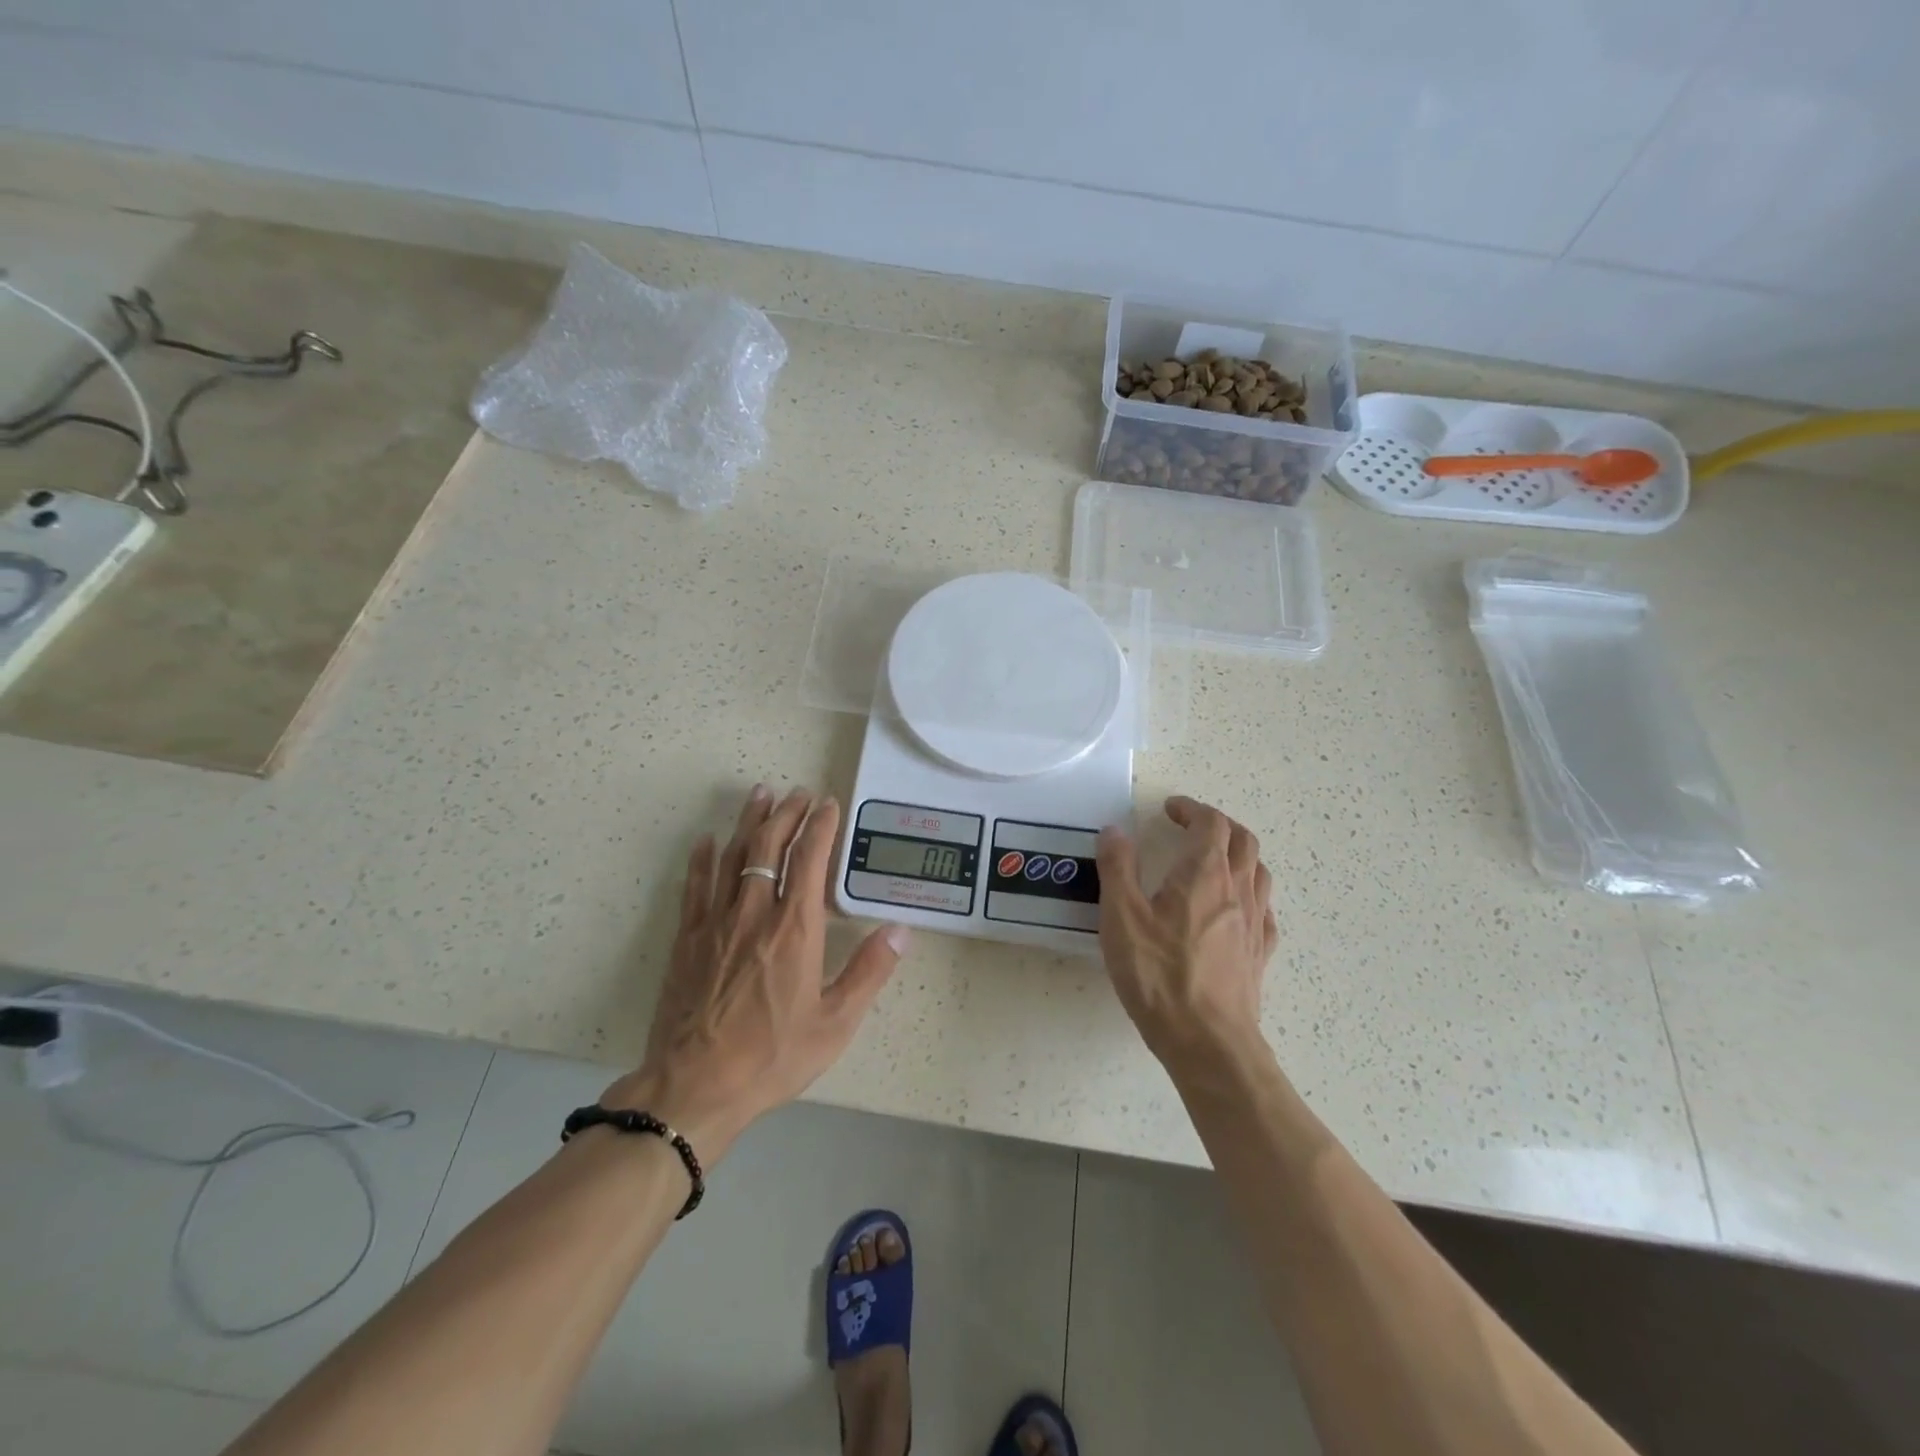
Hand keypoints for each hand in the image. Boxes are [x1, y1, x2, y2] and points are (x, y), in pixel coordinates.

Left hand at [603, 785, 907, 1158]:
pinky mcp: (688, 939)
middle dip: (786, 814)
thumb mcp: (835, 1022)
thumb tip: (901, 930)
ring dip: (748, 821)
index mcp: (794, 928)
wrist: (695, 1086)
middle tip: (798, 792)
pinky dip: (702, 859)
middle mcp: (754, 912)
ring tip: (761, 795)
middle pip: (768, 846)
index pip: (809, 859)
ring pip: (732, 855)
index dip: (820, 826)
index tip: (828, 804)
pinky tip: (707, 840)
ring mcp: (716, 922)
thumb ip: (869, 971)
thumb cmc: (773, 1055)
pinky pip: (695, 886)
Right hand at [1096, 796, 1277, 1073]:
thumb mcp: (1121, 918)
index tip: (1170, 809)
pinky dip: (1249, 894)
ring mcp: (1254, 924)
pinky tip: (1234, 908)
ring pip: (1259, 872)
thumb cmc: (1160, 975)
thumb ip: (1116, 868)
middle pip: (1243, 840)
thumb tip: (1114, 831)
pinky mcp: (1259, 955)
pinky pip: (1263, 910)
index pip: (1211, 823)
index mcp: (1204, 874)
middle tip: (1190, 827)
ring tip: (1213, 861)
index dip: (1192, 809)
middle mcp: (1237, 890)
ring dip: (1238, 855)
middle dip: (1218, 824)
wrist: (1209, 1042)